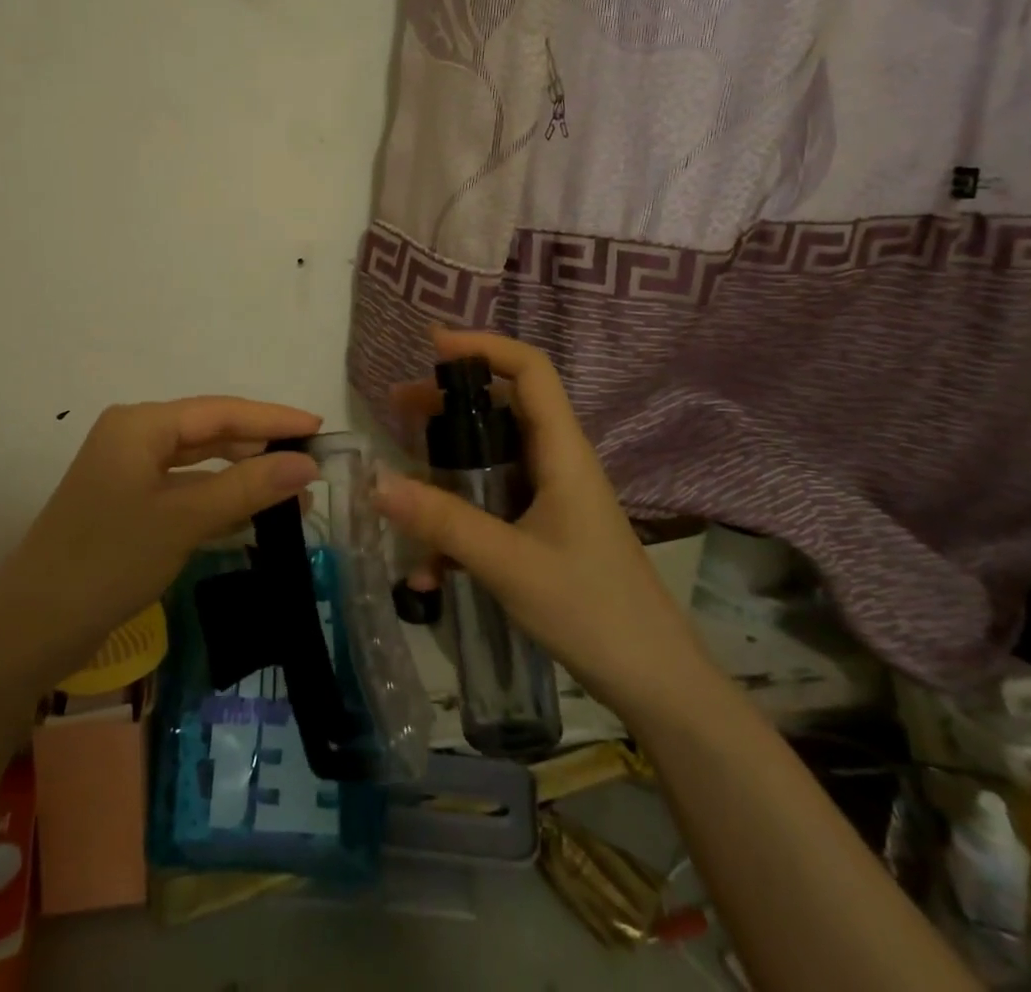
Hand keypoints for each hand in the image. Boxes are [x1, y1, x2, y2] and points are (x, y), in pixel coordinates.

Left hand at [0, 397, 321, 686]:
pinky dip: (219, 499)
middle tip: (311, 462)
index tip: (319, 427)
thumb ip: (247, 486)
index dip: (272, 418)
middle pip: (210, 432)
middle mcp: (134, 437)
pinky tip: (253, 514)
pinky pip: (185, 490)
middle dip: (260, 447)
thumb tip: (308, 464)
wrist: (31, 631)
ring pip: (199, 463)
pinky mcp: (128, 506)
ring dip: (243, 476)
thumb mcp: (183, 519)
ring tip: (293, 492)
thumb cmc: (108, 561)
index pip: (220, 410)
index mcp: (140, 424)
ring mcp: (128, 473)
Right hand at [373, 327, 710, 725]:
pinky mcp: (543, 529)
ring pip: (490, 460)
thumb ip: (442, 521)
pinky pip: (492, 506)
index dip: (483, 347)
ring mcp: (550, 497)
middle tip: (397, 410)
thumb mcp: (507, 563)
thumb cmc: (591, 609)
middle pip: (501, 408)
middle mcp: (556, 462)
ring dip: (445, 469)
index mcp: (561, 451)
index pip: (530, 370)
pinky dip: (459, 523)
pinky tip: (431, 573)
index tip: (432, 348)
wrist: (654, 683)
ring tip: (399, 486)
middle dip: (447, 406)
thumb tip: (376, 482)